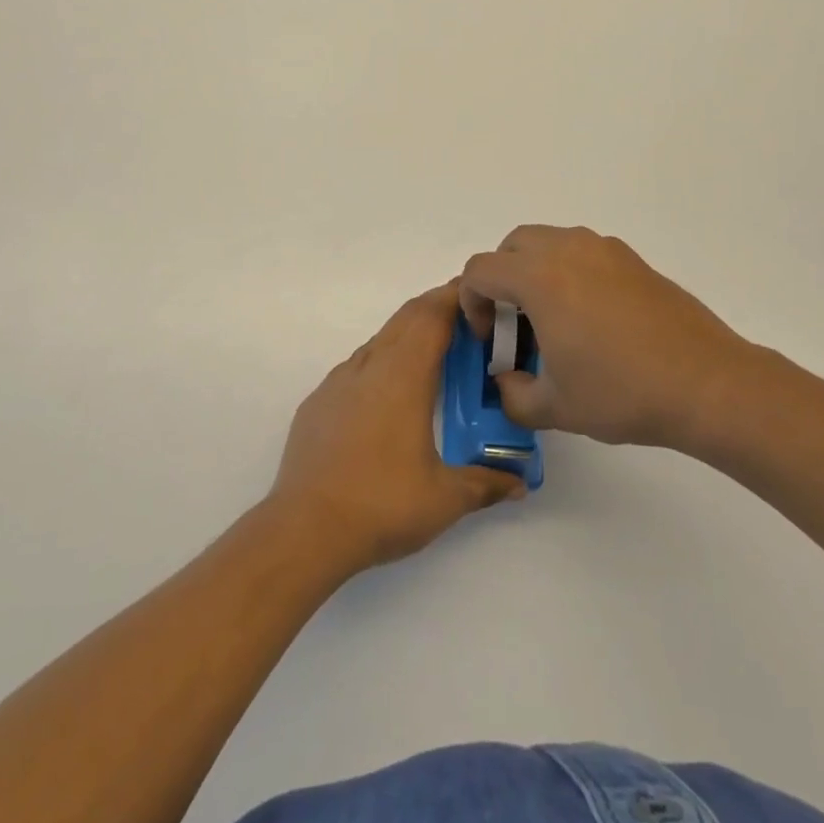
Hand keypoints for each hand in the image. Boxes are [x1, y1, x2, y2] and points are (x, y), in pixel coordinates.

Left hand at [269, 282, 524, 575]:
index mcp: (403, 376)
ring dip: (407, 335)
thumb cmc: (382, 504)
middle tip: (466, 318)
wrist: (305, 528)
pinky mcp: (318, 402)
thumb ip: (485, 484)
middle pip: (406, 318)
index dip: (456, 298)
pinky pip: (356, 366)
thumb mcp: (445, 498)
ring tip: (433, 355)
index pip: (433, 316)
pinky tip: (388, 395)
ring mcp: (338, 382)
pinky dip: (381, 362)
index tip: (479, 294)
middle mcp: (370, 366)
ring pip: (380, 340)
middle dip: (436, 308)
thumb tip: (518, 483)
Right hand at [461, 226, 773, 453]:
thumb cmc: (622, 392)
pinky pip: (581, 252)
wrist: (707, 384)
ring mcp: (603, 249)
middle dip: (500, 281)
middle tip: (515, 325)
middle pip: (511, 247)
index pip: (480, 270)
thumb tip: (507, 381)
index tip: (490, 339)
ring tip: (553, 321)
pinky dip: (568, 272)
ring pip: (548, 243)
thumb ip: (512, 394)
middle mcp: (567, 249)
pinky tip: (590, 319)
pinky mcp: (631, 259)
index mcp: (539, 277)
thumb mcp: (554, 407)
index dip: (471, 303)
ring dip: (534, 272)